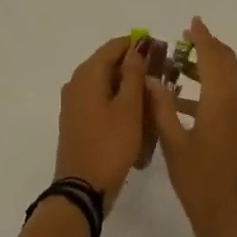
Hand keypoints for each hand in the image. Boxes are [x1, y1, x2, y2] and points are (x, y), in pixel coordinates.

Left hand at [55, 35, 149, 207]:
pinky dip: (118, 104)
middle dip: (135, 68)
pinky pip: (100, 102)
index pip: (114, 46)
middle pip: (108, 64)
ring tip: (154, 100)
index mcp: (87, 74)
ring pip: (106, 85)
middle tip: (163, 78)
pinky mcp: (77, 122)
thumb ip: (134, 74)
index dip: (137, 45)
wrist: (82, 190)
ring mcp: (74, 104)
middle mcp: (76, 83)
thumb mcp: (129, 108)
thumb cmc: (110, 145)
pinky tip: (137, 118)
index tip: (161, 52)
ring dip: (128, 88)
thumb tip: (137, 48)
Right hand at [146, 18, 236, 236]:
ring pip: (230, 79)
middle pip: (226, 63)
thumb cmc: (202, 185)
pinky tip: (185, 101)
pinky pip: (231, 96)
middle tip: (183, 40)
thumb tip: (151, 79)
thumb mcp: (174, 145)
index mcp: (222, 100)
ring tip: (179, 66)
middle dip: (207, 48)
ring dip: (209, 67)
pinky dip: (212, 88)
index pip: (212, 56)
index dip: (201, 37)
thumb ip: (161, 108)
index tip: (190, 22)